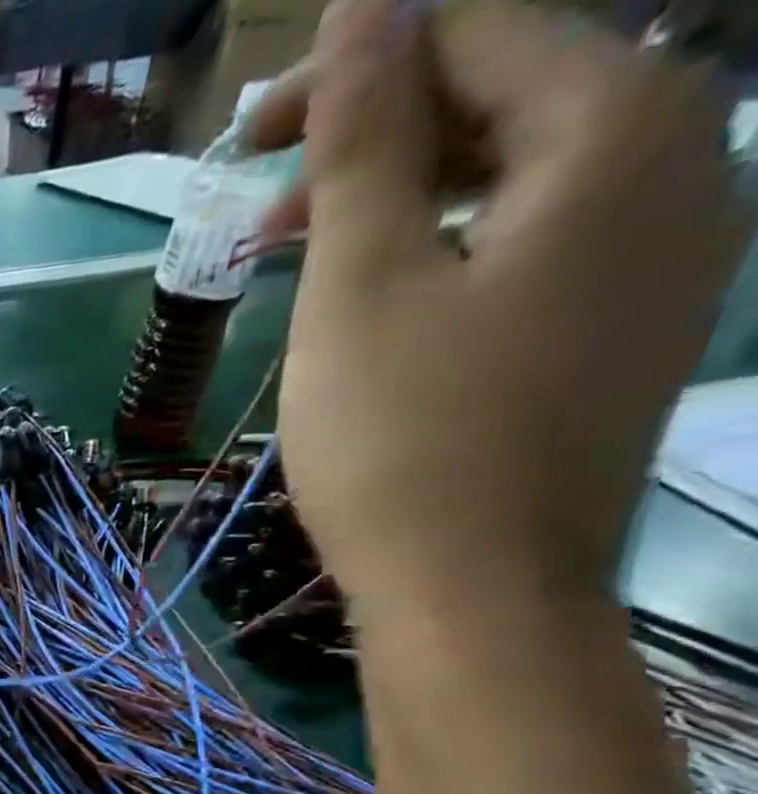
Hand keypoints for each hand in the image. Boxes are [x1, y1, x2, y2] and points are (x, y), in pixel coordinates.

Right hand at [250, 0, 747, 614]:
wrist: (479, 595)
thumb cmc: (403, 442)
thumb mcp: (359, 287)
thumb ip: (365, 142)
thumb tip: (368, 2)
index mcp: (621, 124)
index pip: (480, 32)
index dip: (353, 70)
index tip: (248, 141)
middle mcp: (684, 158)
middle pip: (509, 98)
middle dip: (374, 142)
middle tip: (260, 210)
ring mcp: (668, 251)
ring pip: (519, 179)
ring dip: (402, 202)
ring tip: (301, 261)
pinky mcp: (629, 327)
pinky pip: (536, 246)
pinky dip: (448, 253)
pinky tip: (380, 303)